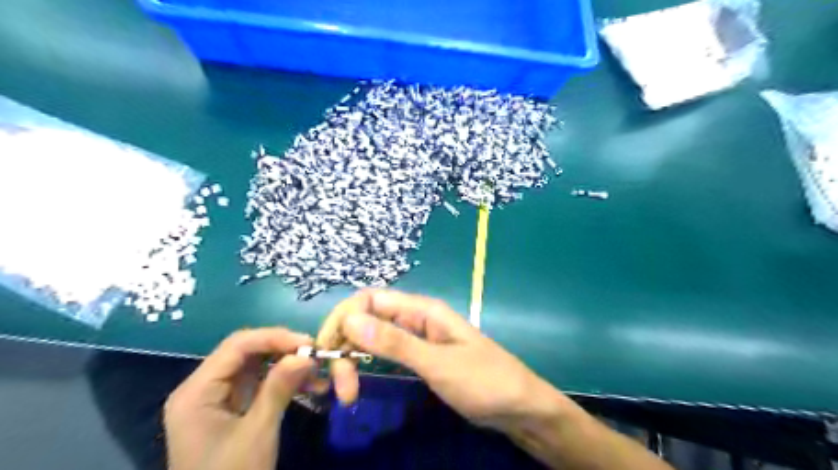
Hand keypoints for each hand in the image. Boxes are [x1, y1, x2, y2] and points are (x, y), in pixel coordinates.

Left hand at [166, 328, 315, 469]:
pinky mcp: (231, 409)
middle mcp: (203, 387)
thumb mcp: (257, 432)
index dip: (275, 338)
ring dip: (288, 366)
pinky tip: (309, 385)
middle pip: (247, 352)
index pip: (238, 346)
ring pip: (257, 366)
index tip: (309, 343)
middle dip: (284, 351)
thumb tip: (306, 354)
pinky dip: (284, 382)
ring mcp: (217, 398)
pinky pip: (260, 384)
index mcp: (197, 391)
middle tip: (316, 355)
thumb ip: (279, 388)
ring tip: (318, 372)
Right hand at [316, 290, 568, 432]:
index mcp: (421, 310)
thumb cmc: (484, 381)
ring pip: (372, 337)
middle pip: (367, 318)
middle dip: (345, 344)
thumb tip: (351, 319)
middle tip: (340, 386)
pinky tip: (358, 381)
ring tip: (347, 392)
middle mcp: (415, 318)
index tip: (328, 350)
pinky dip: (366, 364)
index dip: (344, 317)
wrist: (518, 407)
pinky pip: (384, 353)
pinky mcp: (418, 358)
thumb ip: (396, 342)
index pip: (370, 299)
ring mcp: (416, 339)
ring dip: (353, 358)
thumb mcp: (438, 363)